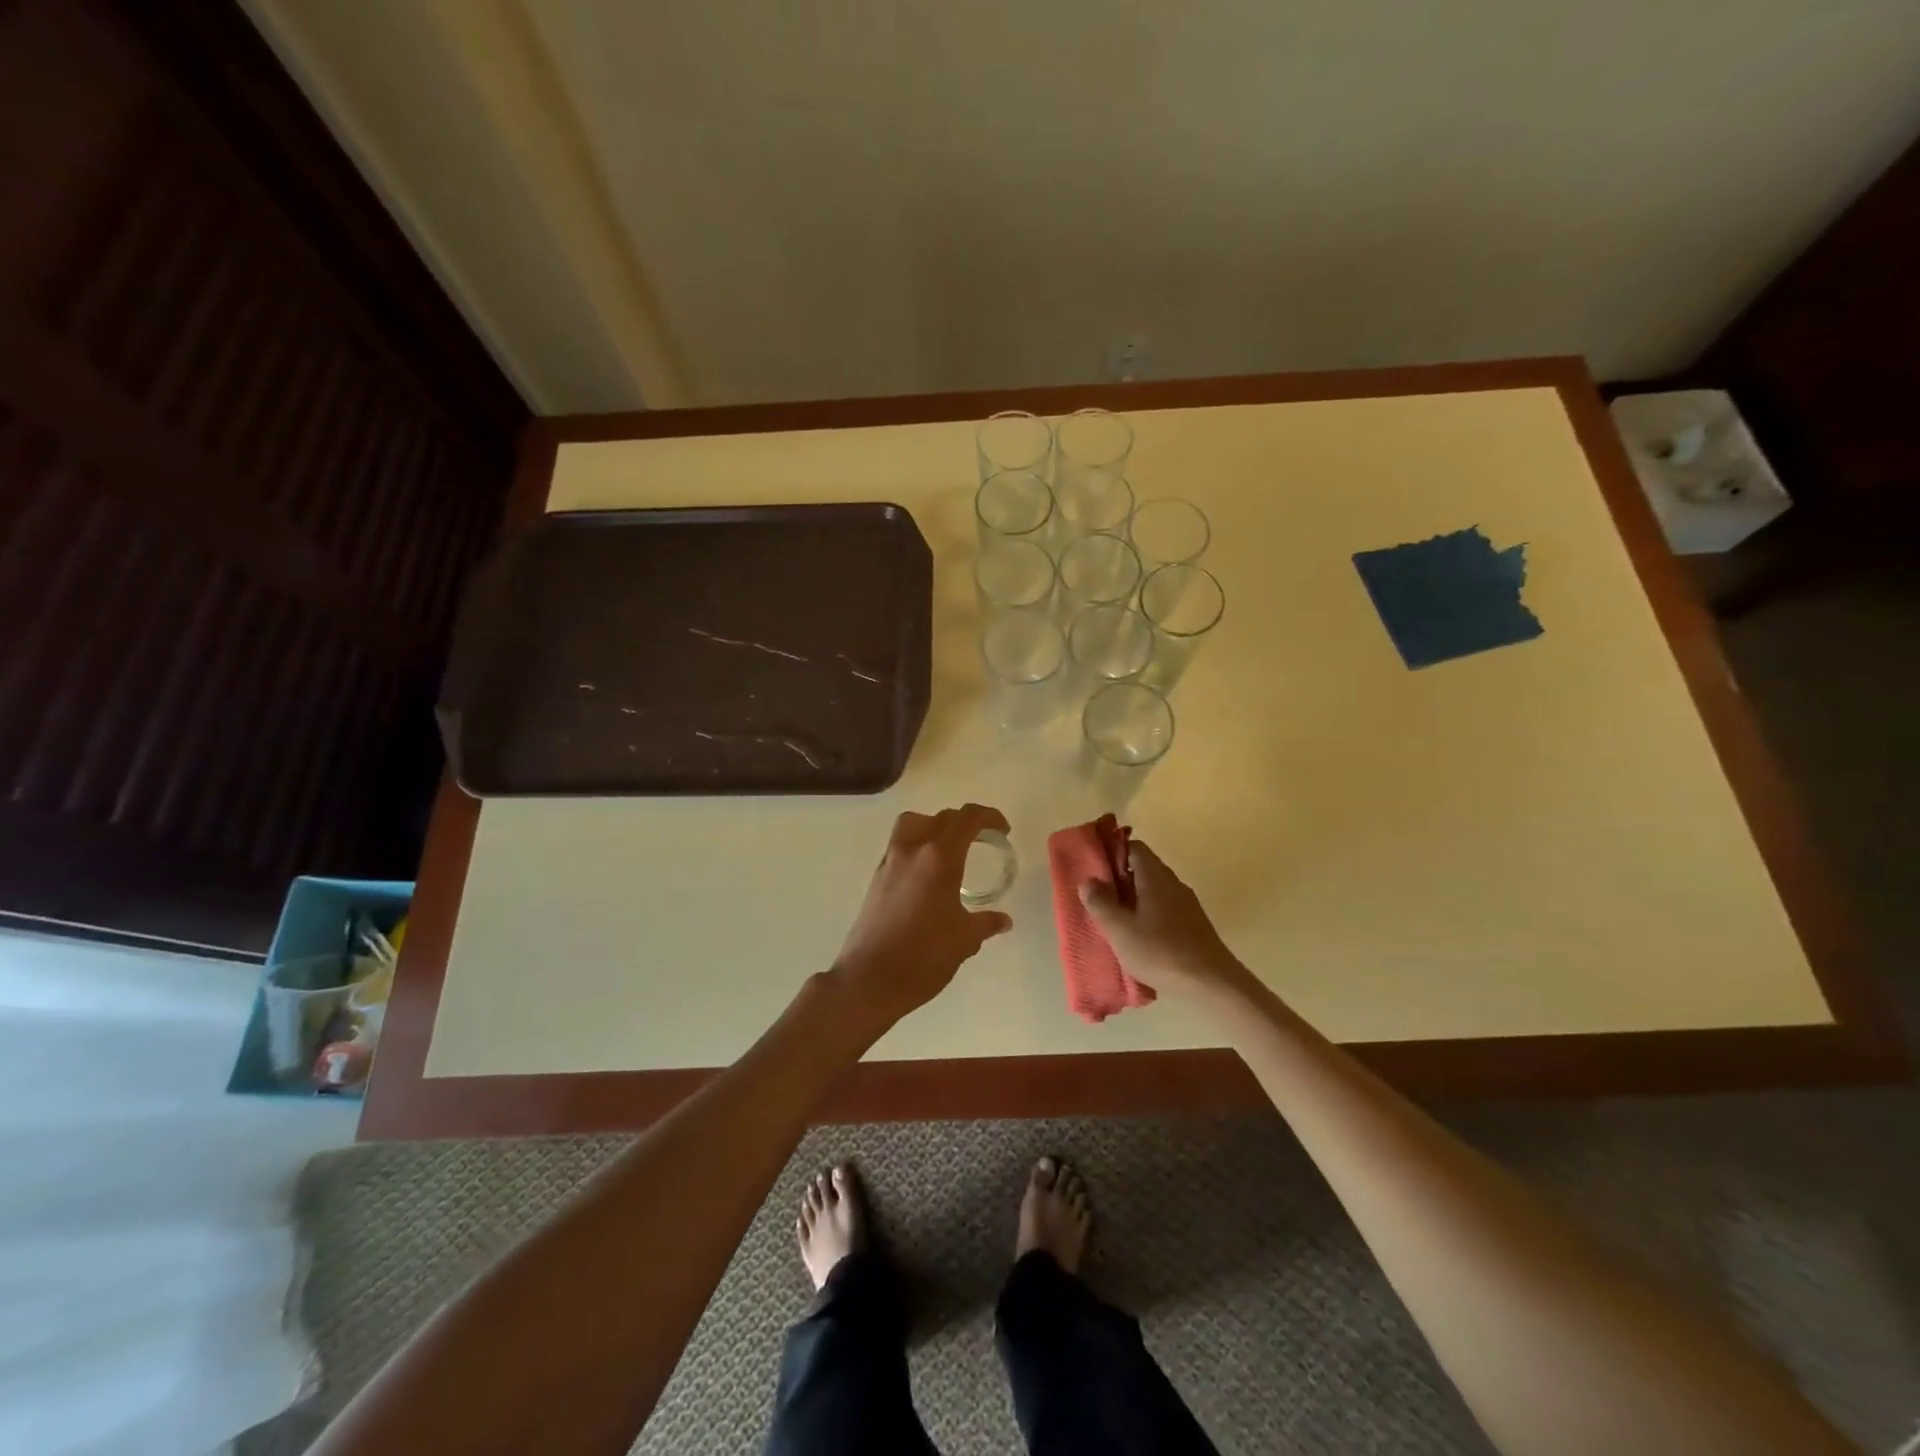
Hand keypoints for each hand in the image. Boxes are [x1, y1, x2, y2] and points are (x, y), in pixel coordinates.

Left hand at [830, 804, 1013, 1028]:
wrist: (869, 980)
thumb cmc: (923, 957)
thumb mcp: (964, 940)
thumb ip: (985, 923)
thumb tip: (1004, 921)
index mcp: (939, 858)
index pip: (966, 819)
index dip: (988, 817)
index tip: (1003, 830)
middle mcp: (912, 851)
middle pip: (941, 818)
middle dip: (966, 822)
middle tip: (983, 840)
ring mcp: (890, 862)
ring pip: (914, 824)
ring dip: (935, 826)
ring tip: (951, 849)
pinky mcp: (876, 878)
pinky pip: (900, 845)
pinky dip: (918, 846)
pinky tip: (929, 876)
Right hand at [1080, 841, 1253, 1001]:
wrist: (1212, 984)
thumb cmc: (1160, 952)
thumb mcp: (1120, 929)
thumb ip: (1100, 902)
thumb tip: (1088, 880)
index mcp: (1155, 876)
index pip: (1134, 847)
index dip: (1113, 853)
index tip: (1095, 870)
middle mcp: (1173, 883)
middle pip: (1143, 869)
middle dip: (1119, 880)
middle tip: (1098, 899)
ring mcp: (1186, 904)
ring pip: (1154, 892)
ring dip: (1133, 901)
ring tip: (1114, 921)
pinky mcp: (1193, 925)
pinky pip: (1164, 910)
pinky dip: (1148, 916)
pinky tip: (1138, 939)